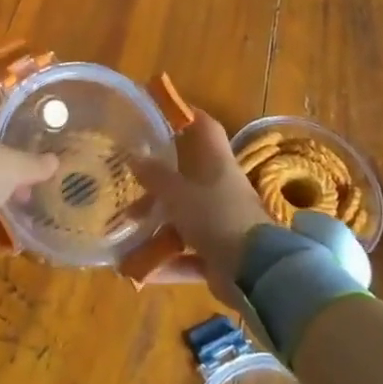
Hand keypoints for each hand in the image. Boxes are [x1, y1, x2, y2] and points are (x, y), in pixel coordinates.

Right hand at [129, 112, 270, 291]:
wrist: (256, 272)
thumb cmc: (217, 219)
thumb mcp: (180, 195)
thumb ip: (157, 177)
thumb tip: (136, 157)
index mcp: (219, 166)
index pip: (206, 129)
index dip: (188, 115)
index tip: (164, 111)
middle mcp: (223, 191)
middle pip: (190, 178)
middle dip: (160, 182)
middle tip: (131, 183)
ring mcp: (223, 224)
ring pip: (186, 219)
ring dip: (158, 226)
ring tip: (126, 231)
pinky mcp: (221, 256)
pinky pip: (188, 255)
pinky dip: (165, 262)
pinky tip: (136, 269)